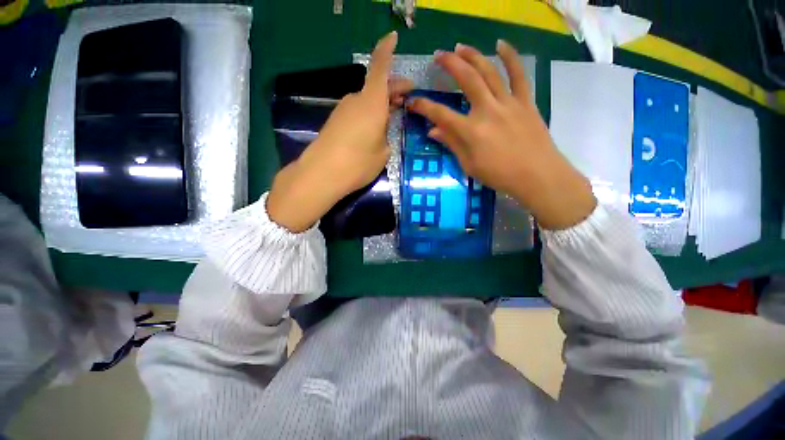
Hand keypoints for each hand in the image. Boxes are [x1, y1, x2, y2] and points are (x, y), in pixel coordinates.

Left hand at [267, 31, 411, 232]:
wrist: (322, 174)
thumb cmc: (358, 162)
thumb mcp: (383, 153)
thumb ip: (386, 138)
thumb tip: (381, 133)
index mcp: (372, 102)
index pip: (380, 67)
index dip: (387, 50)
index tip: (392, 37)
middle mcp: (356, 101)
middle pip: (376, 87)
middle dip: (393, 89)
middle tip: (406, 97)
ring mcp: (343, 111)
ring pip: (366, 101)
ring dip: (380, 104)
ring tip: (392, 116)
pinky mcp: (335, 122)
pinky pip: (356, 112)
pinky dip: (368, 114)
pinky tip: (373, 129)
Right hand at [408, 40, 596, 229]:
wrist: (536, 175)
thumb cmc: (499, 175)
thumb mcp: (469, 165)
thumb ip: (452, 144)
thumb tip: (433, 131)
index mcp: (471, 131)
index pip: (441, 114)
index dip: (424, 107)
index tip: (413, 102)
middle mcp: (488, 111)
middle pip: (466, 80)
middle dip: (450, 64)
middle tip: (439, 55)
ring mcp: (508, 103)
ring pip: (489, 71)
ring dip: (473, 56)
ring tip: (461, 47)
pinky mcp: (525, 101)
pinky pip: (518, 75)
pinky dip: (510, 57)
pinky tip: (500, 45)